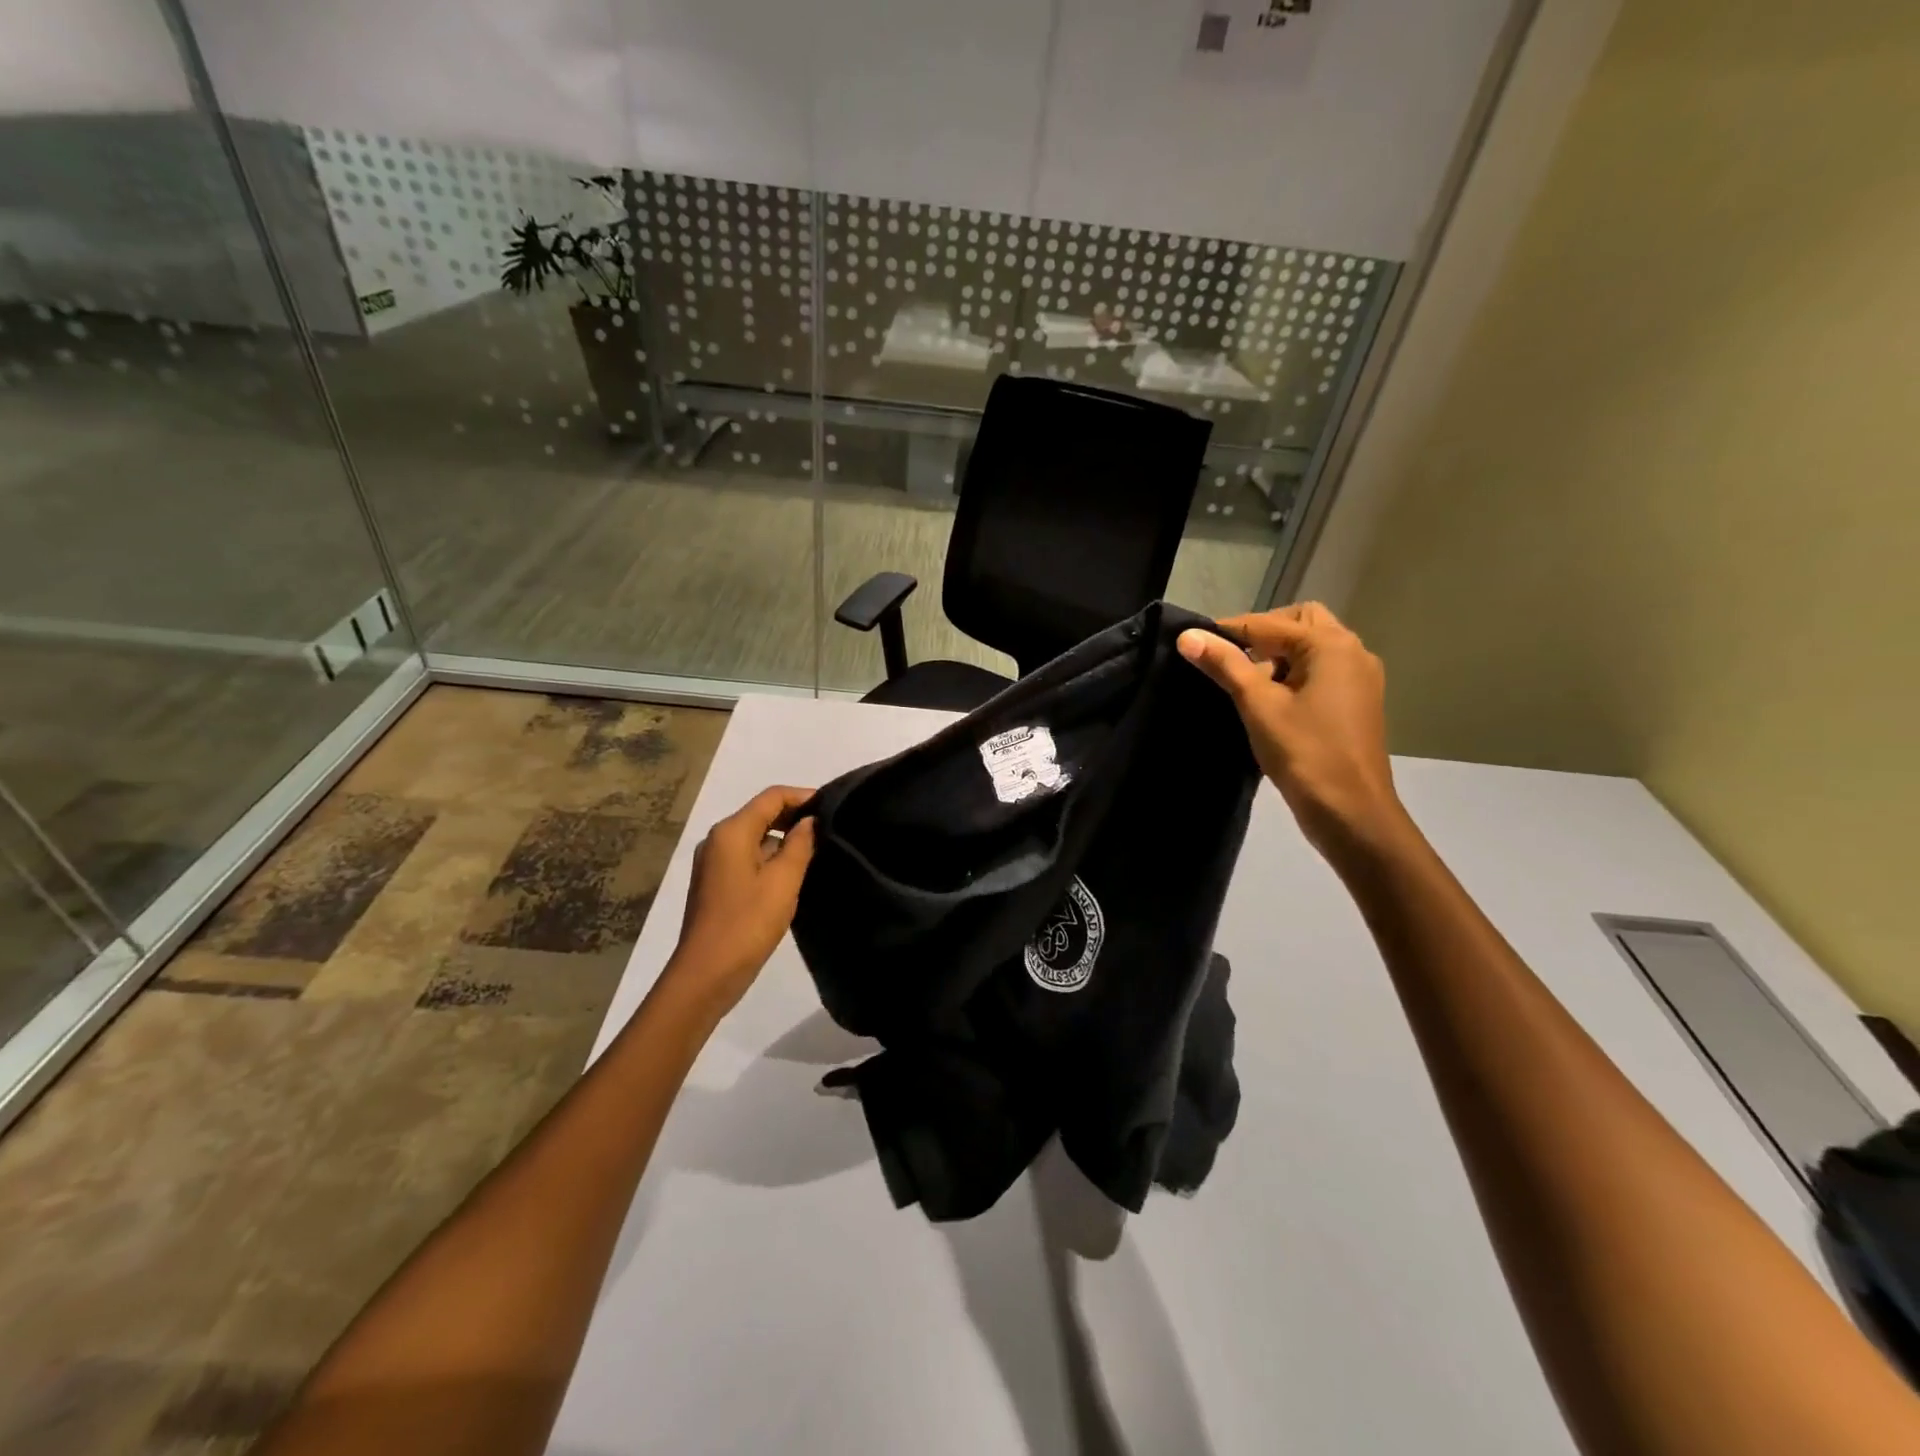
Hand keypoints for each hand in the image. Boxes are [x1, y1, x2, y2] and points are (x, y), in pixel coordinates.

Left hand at [664, 785, 817, 1017]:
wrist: (706, 975)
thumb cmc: (748, 923)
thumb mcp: (783, 881)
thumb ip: (800, 845)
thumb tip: (809, 822)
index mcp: (731, 832)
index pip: (772, 797)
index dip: (803, 796)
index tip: (833, 806)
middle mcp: (718, 840)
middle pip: (761, 814)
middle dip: (794, 817)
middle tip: (829, 829)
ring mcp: (713, 863)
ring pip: (755, 837)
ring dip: (784, 840)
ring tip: (817, 851)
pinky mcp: (716, 884)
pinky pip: (747, 857)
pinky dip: (770, 858)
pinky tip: (793, 874)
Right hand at [1178, 603, 1407, 860]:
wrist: (1351, 812)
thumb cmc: (1304, 753)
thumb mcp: (1257, 704)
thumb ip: (1224, 665)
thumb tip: (1187, 635)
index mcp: (1331, 646)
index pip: (1270, 623)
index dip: (1229, 630)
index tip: (1195, 642)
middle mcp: (1353, 652)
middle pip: (1301, 624)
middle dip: (1262, 634)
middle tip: (1229, 658)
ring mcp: (1360, 679)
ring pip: (1312, 649)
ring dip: (1278, 655)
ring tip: (1245, 682)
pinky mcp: (1357, 703)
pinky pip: (1321, 672)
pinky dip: (1294, 674)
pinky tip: (1270, 701)